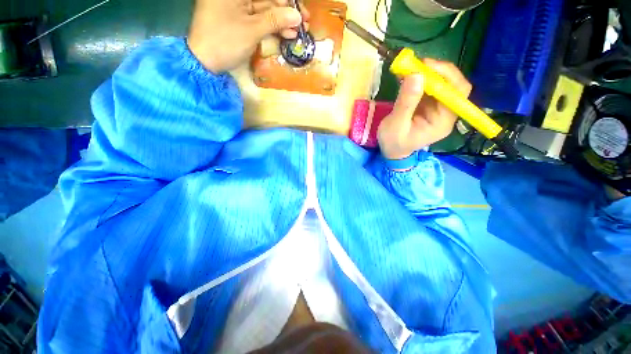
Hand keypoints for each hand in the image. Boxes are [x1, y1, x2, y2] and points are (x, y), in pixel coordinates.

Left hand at [188, 0, 309, 72]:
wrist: (204, 61)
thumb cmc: (225, 41)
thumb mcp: (251, 30)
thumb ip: (274, 20)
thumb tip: (296, 15)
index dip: (286, 0)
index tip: (300, 9)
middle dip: (287, 11)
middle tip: (304, 22)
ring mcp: (237, 8)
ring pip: (266, 11)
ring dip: (283, 22)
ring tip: (299, 32)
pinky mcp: (240, 21)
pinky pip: (260, 21)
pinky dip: (273, 28)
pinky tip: (287, 35)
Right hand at [377, 58, 472, 159]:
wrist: (391, 151)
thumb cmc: (394, 143)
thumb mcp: (396, 125)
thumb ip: (406, 103)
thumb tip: (416, 75)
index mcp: (443, 121)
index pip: (458, 92)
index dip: (447, 75)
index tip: (426, 66)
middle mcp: (445, 112)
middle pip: (452, 84)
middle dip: (435, 71)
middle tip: (416, 64)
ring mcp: (437, 108)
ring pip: (439, 83)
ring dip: (425, 73)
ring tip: (407, 68)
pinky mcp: (427, 105)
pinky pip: (428, 87)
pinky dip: (418, 79)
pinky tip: (406, 76)